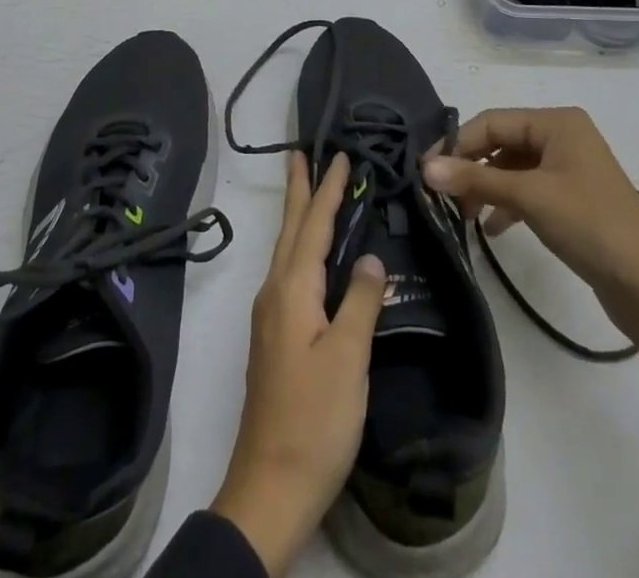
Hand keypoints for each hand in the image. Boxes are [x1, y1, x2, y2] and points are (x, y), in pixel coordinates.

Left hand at [211, 152, 386, 575]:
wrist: (271, 486)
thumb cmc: (315, 419)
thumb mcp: (348, 358)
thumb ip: (359, 301)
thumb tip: (367, 257)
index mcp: (292, 290)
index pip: (312, 225)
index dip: (327, 190)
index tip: (337, 155)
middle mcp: (275, 293)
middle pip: (289, 229)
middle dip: (299, 190)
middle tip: (303, 154)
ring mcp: (271, 316)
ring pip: (286, 250)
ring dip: (298, 216)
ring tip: (309, 191)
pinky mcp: (275, 338)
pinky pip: (289, 273)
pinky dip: (300, 247)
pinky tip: (311, 256)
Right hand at [422, 107, 638, 315]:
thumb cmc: (590, 225)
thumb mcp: (528, 197)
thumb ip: (475, 179)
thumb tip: (424, 167)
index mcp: (557, 122)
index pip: (492, 121)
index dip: (457, 143)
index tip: (427, 170)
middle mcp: (563, 135)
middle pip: (501, 142)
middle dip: (471, 167)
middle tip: (442, 195)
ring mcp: (569, 167)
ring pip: (512, 168)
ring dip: (486, 187)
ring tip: (463, 215)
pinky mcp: (572, 197)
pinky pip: (528, 189)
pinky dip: (507, 204)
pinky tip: (492, 228)